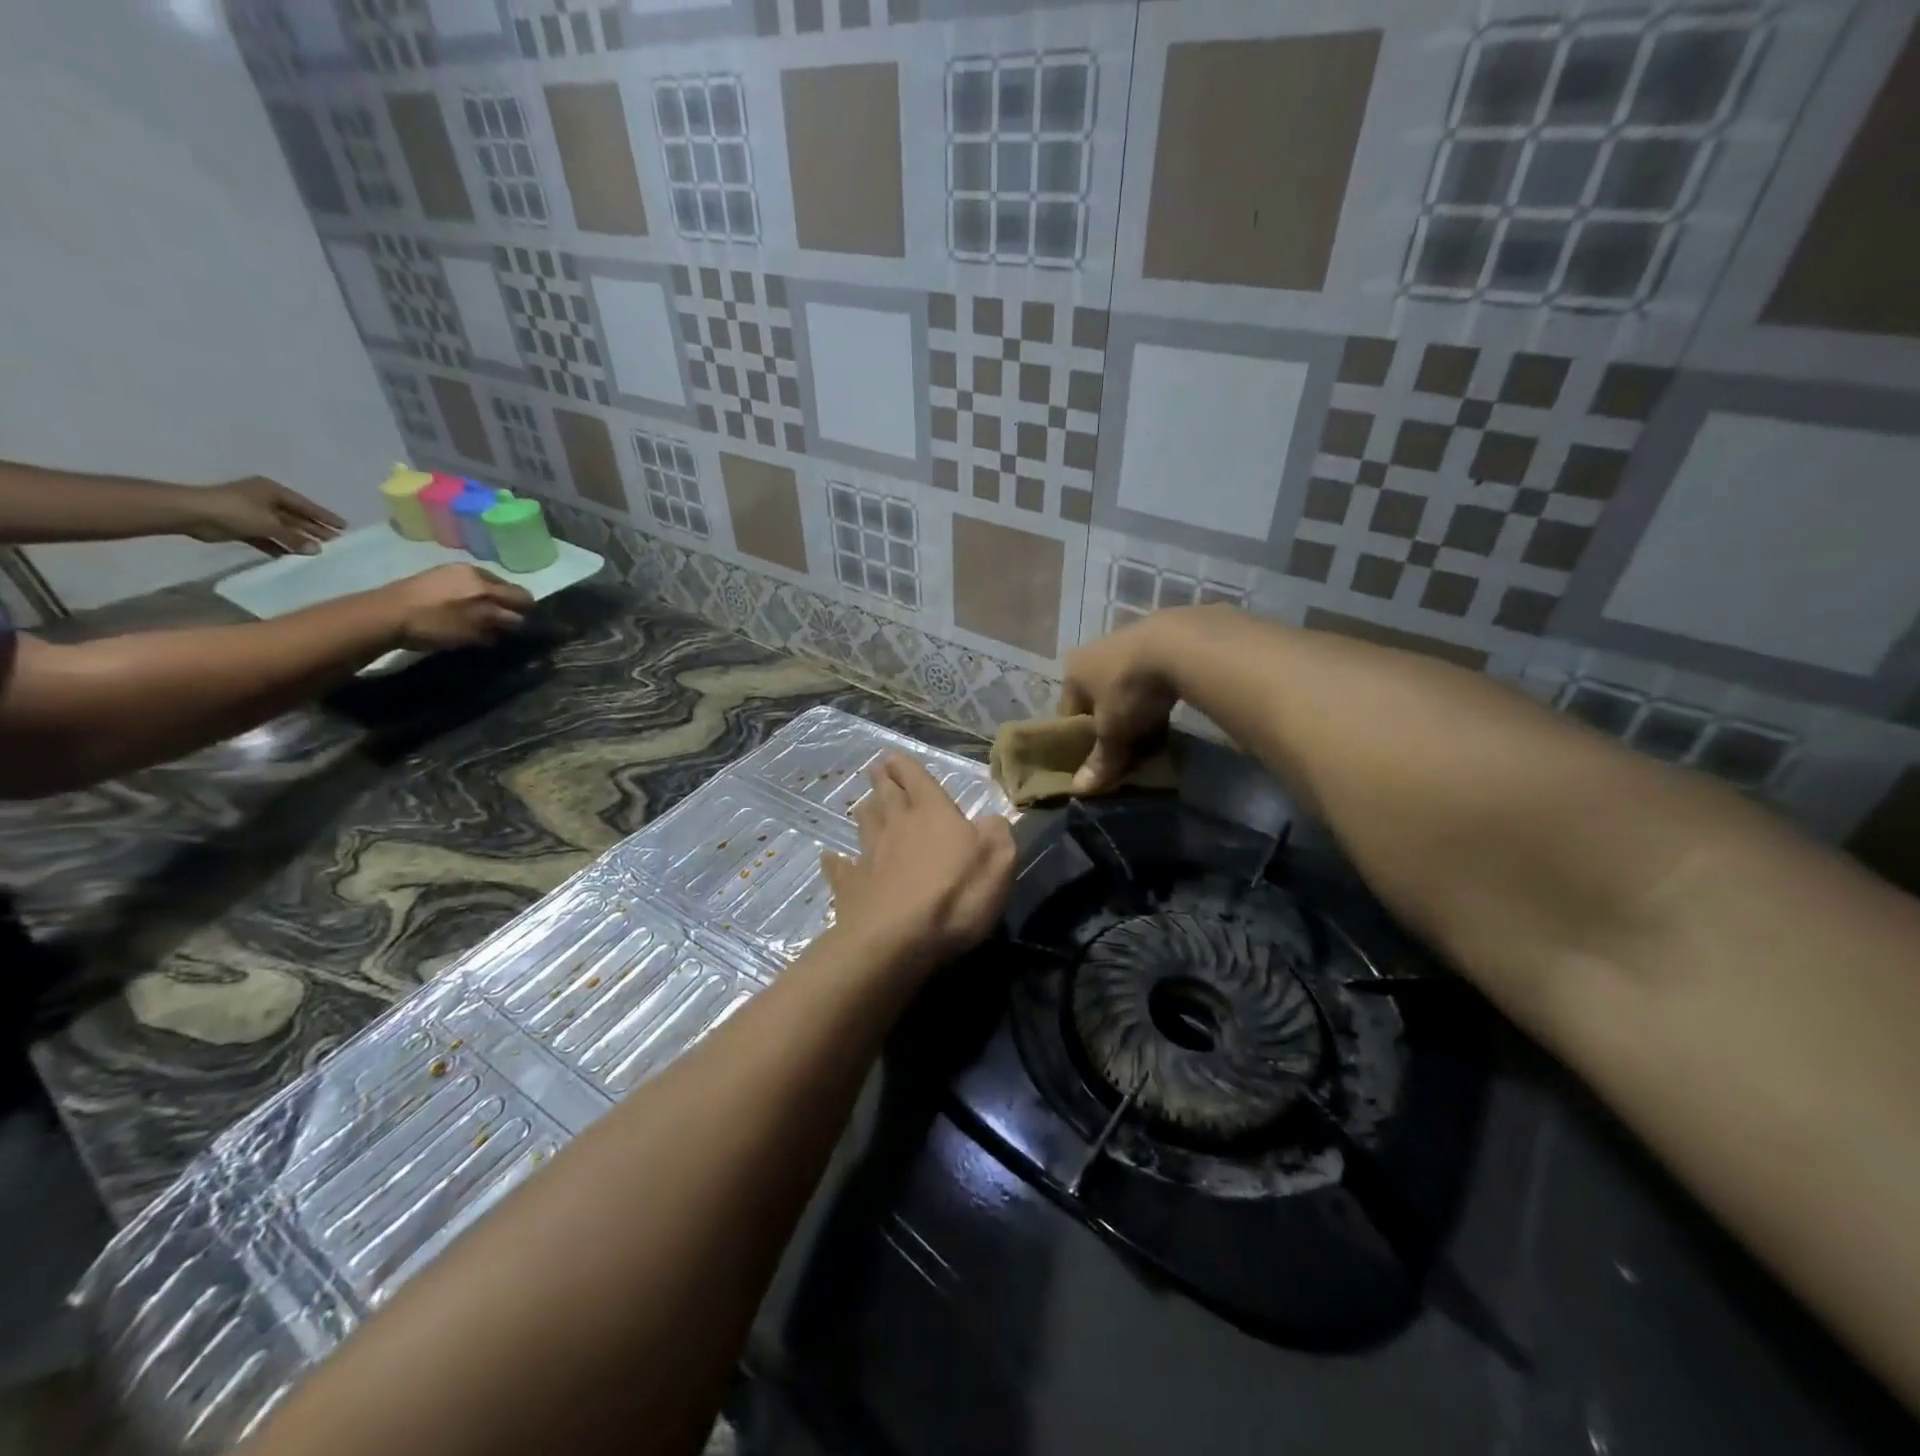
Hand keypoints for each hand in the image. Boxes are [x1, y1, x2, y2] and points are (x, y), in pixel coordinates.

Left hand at [188, 477, 345, 555]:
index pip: (306, 505)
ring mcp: (252, 513)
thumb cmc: (234, 511)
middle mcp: (265, 500)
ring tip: (319, 553)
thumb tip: (317, 550)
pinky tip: (292, 557)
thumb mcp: (269, 524)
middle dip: (314, 530)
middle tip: (336, 543)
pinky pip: (267, 538)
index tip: (344, 527)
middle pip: (296, 517)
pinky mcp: (242, 527)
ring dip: (298, 540)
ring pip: (283, 528)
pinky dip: (279, 546)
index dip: (325, 516)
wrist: (190, 514)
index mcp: (272, 492)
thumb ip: (294, 537)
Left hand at [375, 564, 533, 649]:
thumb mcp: (473, 629)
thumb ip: (500, 623)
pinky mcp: (434, 576)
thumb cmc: (434, 623)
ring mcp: (451, 571)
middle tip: (503, 625)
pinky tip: (460, 612)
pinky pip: (465, 586)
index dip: (526, 612)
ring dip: (488, 602)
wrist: (383, 614)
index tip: (523, 627)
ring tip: (481, 620)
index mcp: (485, 582)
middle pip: (503, 588)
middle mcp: (472, 571)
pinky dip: (470, 599)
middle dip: (507, 605)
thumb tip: (517, 622)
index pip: (520, 595)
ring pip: (484, 587)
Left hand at [820, 756, 1015, 971]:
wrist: (896, 940)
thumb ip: (996, 834)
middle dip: (883, 780)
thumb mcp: (998, 861)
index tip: (894, 756)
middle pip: (886, 795)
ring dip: (866, 812)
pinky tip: (830, 858)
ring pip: (864, 824)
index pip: (916, 778)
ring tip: (864, 805)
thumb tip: (990, 821)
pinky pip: (841, 867)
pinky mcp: (850, 886)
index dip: (906, 766)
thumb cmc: (954, 896)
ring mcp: (869, 855)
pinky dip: (836, 861)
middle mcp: (897, 825)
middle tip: (877, 769)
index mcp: (932, 813)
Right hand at [1059, 610, 1193, 793]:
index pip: (1069, 714)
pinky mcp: (1160, 639)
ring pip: (1125, 689)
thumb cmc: (1130, 689)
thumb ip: (1099, 760)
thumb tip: (1078, 791)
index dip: (1081, 741)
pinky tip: (1170, 712)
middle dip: (1111, 727)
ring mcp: (1127, 642)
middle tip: (1127, 751)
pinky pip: (1150, 679)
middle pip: (1097, 701)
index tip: (1096, 762)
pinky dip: (1155, 697)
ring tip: (1152, 736)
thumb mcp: (1112, 731)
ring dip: (1135, 712)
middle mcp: (1094, 652)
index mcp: (1073, 671)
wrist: (1180, 643)